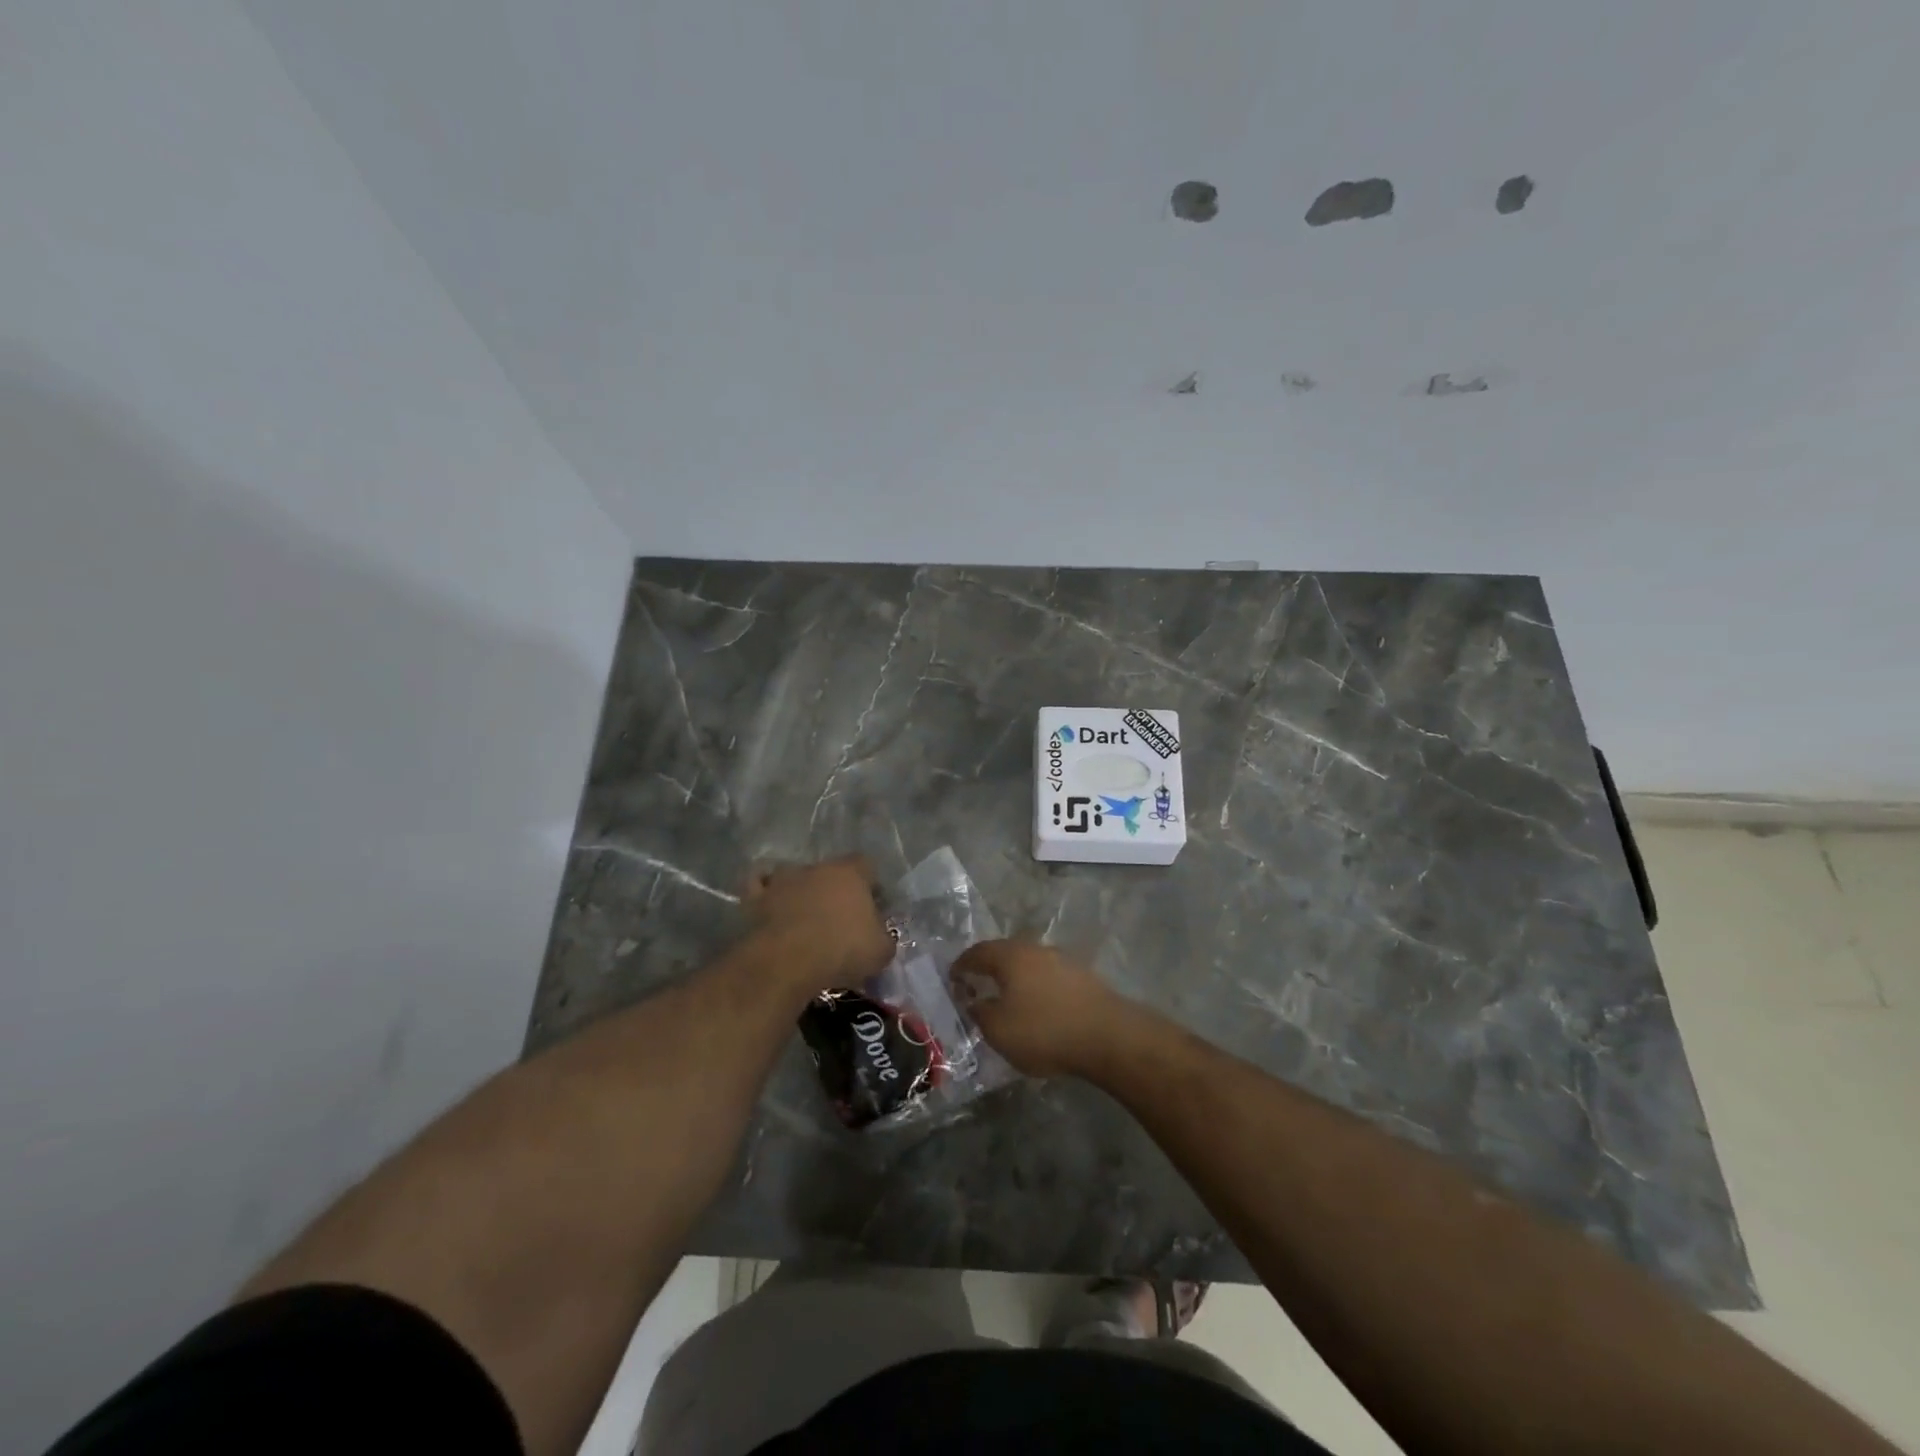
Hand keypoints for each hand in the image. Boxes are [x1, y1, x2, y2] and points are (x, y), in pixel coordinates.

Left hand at [744, 856, 894, 994]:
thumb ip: (884, 938)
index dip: (871, 885)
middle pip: (830, 871)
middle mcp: (817, 868)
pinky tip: (770, 905)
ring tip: (803, 914)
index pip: (866, 865)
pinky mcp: (755, 897)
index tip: (873, 907)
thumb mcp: (881, 952)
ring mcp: (783, 879)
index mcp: (851, 873)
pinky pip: (759, 885)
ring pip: (794, 875)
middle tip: (839, 917)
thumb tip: (880, 937)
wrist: (786, 962)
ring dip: (800, 890)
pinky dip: (765, 892)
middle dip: (835, 889)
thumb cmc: (841, 950)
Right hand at [951, 940, 1127, 1077]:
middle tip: (976, 987)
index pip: (977, 952)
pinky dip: (1036, 988)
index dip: (961, 965)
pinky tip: (1037, 1008)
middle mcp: (1035, 949)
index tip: (952, 978)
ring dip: (1014, 979)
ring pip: (1029, 965)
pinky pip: (1048, 978)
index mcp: (1010, 956)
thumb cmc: (1044, 1030)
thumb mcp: (998, 1030)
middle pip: (1004, 954)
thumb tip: (973, 1002)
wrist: (1107, 1036)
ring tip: (1006, 999)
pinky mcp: (1083, 977)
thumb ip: (979, 1013)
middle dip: (988, 968)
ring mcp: (1062, 960)